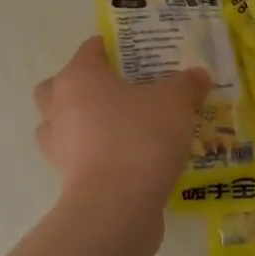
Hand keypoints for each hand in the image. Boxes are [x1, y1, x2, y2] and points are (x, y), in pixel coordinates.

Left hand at [33, 37, 210, 207]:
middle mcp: (58, 107)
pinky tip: (127, 161)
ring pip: (64, 125)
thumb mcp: (176, 102)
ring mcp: (57, 146)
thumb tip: (197, 75)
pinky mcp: (66, 180)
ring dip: (84, 124)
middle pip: (61, 87)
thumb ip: (186, 84)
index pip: (91, 49)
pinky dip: (96, 156)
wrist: (116, 207)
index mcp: (78, 77)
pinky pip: (79, 158)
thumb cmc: (140, 137)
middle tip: (119, 93)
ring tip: (122, 130)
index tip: (142, 57)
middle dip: (85, 87)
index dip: (115, 48)